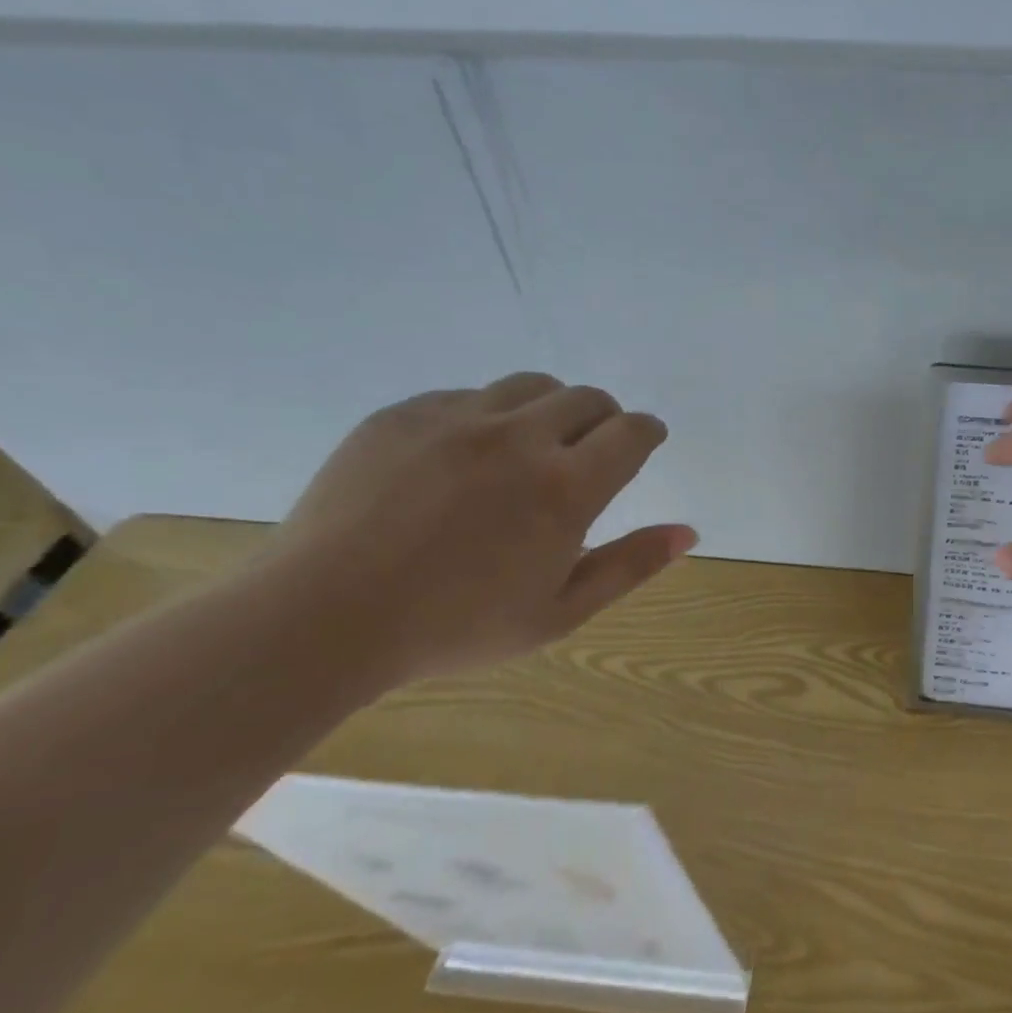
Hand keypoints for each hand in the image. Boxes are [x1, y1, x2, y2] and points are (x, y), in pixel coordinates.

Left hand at [265, 373, 694, 685]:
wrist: (323, 617)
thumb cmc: (456, 627)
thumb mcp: (560, 612)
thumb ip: (630, 566)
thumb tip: (688, 532)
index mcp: (565, 488)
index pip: (632, 432)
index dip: (647, 433)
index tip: (644, 443)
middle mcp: (519, 439)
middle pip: (587, 398)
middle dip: (604, 419)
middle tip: (589, 453)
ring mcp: (457, 419)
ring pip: (530, 386)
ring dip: (550, 409)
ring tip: (532, 448)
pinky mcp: (403, 414)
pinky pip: (467, 395)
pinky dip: (488, 417)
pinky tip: (466, 459)